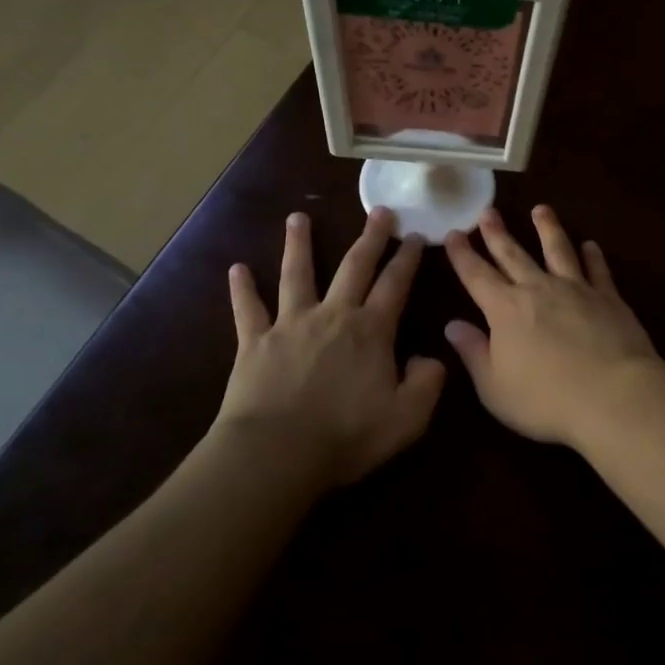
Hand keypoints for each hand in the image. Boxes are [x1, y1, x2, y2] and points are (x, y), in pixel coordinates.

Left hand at [216, 208, 444, 489]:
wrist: (277, 453)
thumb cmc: (347, 436)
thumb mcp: (407, 418)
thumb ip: (427, 383)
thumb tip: (429, 358)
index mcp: (371, 331)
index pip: (395, 284)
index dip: (407, 259)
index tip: (415, 236)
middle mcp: (333, 315)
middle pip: (354, 266)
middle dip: (370, 237)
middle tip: (380, 211)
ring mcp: (290, 324)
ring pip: (296, 275)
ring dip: (298, 245)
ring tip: (297, 218)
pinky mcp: (254, 342)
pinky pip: (247, 309)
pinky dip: (242, 289)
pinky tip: (236, 269)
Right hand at [443, 205, 660, 449]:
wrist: (613, 395)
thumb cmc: (545, 399)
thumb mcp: (494, 387)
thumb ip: (474, 353)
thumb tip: (452, 326)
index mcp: (505, 309)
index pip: (476, 275)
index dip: (462, 254)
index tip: (454, 233)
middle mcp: (538, 289)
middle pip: (513, 254)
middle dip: (498, 233)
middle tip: (489, 211)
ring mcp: (576, 289)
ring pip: (558, 250)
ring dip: (548, 228)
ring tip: (542, 210)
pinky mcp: (609, 298)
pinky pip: (598, 269)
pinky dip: (593, 256)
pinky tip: (590, 245)